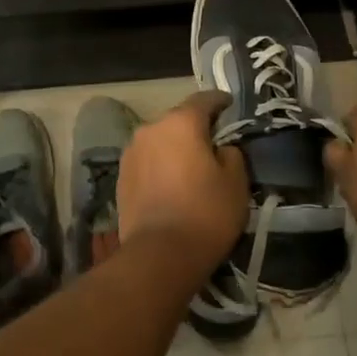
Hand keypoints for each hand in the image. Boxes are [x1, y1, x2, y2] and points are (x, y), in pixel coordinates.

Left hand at [117, 91, 249, 274]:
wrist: (159, 255)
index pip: (204, 99)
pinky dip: (160, 167)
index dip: (220, 101)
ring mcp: (131, 153)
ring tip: (190, 170)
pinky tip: (171, 186)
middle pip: (178, 120)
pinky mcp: (120, 177)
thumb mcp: (236, 182)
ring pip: (160, 142)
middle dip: (196, 129)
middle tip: (214, 146)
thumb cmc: (206, 213)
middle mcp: (150, 129)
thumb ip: (231, 154)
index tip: (230, 106)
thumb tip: (220, 148)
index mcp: (181, 122)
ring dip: (175, 149)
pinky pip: (147, 162)